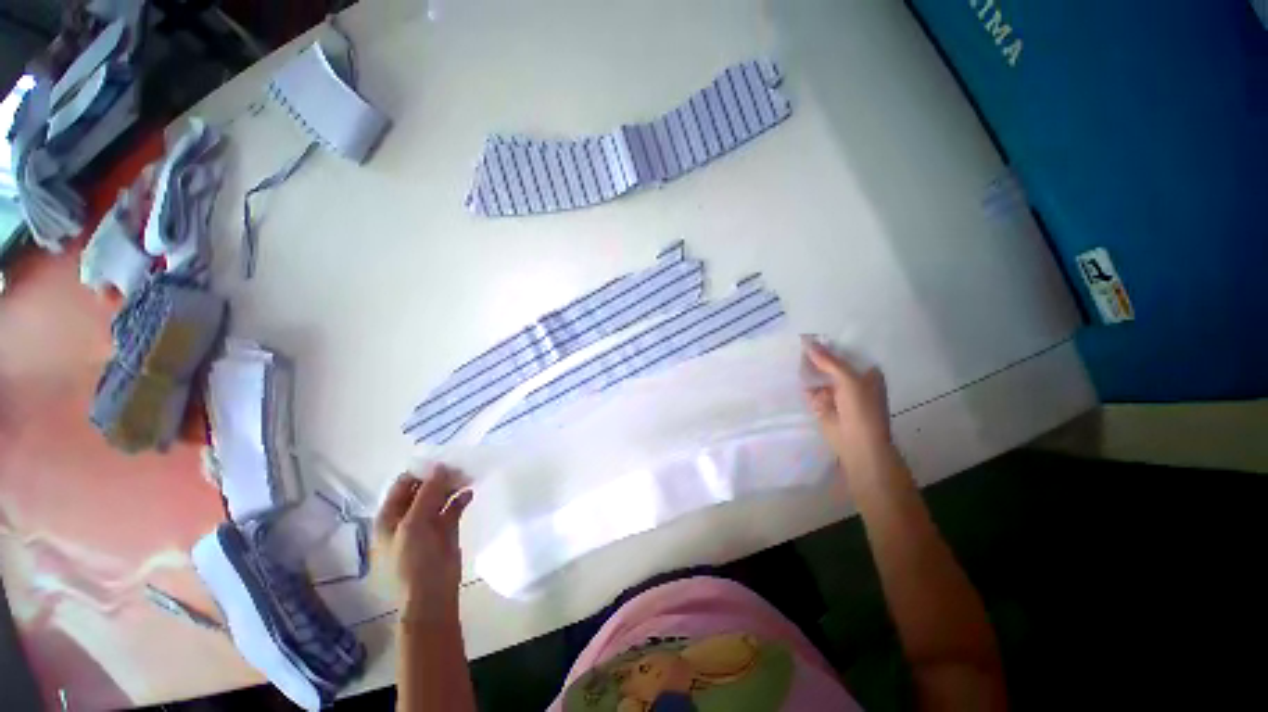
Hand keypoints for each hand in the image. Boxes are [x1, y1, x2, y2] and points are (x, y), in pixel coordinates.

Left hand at [374, 464, 472, 618]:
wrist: (431, 594)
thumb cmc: (412, 561)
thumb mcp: (414, 524)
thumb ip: (427, 494)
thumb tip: (441, 467)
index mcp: (389, 517)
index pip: (402, 485)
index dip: (420, 472)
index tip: (441, 460)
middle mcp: (407, 517)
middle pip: (423, 489)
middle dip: (440, 477)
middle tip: (460, 466)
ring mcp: (427, 524)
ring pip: (440, 497)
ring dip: (452, 486)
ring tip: (468, 476)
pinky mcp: (446, 530)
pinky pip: (453, 508)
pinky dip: (461, 499)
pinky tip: (470, 493)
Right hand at [803, 337, 894, 473]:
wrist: (856, 443)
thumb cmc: (862, 409)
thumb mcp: (848, 380)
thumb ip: (828, 360)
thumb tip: (807, 341)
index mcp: (865, 371)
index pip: (846, 351)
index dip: (831, 342)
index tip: (813, 332)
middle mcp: (850, 379)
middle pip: (829, 361)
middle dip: (816, 353)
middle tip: (798, 339)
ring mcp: (834, 391)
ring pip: (817, 373)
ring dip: (807, 366)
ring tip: (790, 349)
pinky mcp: (820, 401)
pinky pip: (809, 386)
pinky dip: (801, 380)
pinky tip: (790, 368)